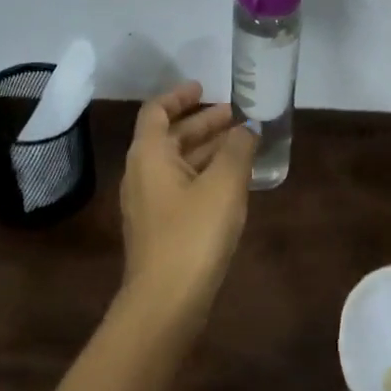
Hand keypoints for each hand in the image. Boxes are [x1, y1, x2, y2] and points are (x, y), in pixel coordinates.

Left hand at [117, 81, 257, 327]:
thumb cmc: (193, 233)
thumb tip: (248, 127)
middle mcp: (142, 172)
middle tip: (237, 115)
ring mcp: (148, 202)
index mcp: (149, 154)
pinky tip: (232, 181)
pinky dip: (204, 173)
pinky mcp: (159, 227)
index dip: (180, 96)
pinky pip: (181, 186)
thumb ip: (238, 149)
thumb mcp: (224, 184)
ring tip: (242, 143)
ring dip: (206, 149)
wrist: (165, 302)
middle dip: (202, 122)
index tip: (205, 87)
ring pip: (177, 162)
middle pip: (170, 136)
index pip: (158, 111)